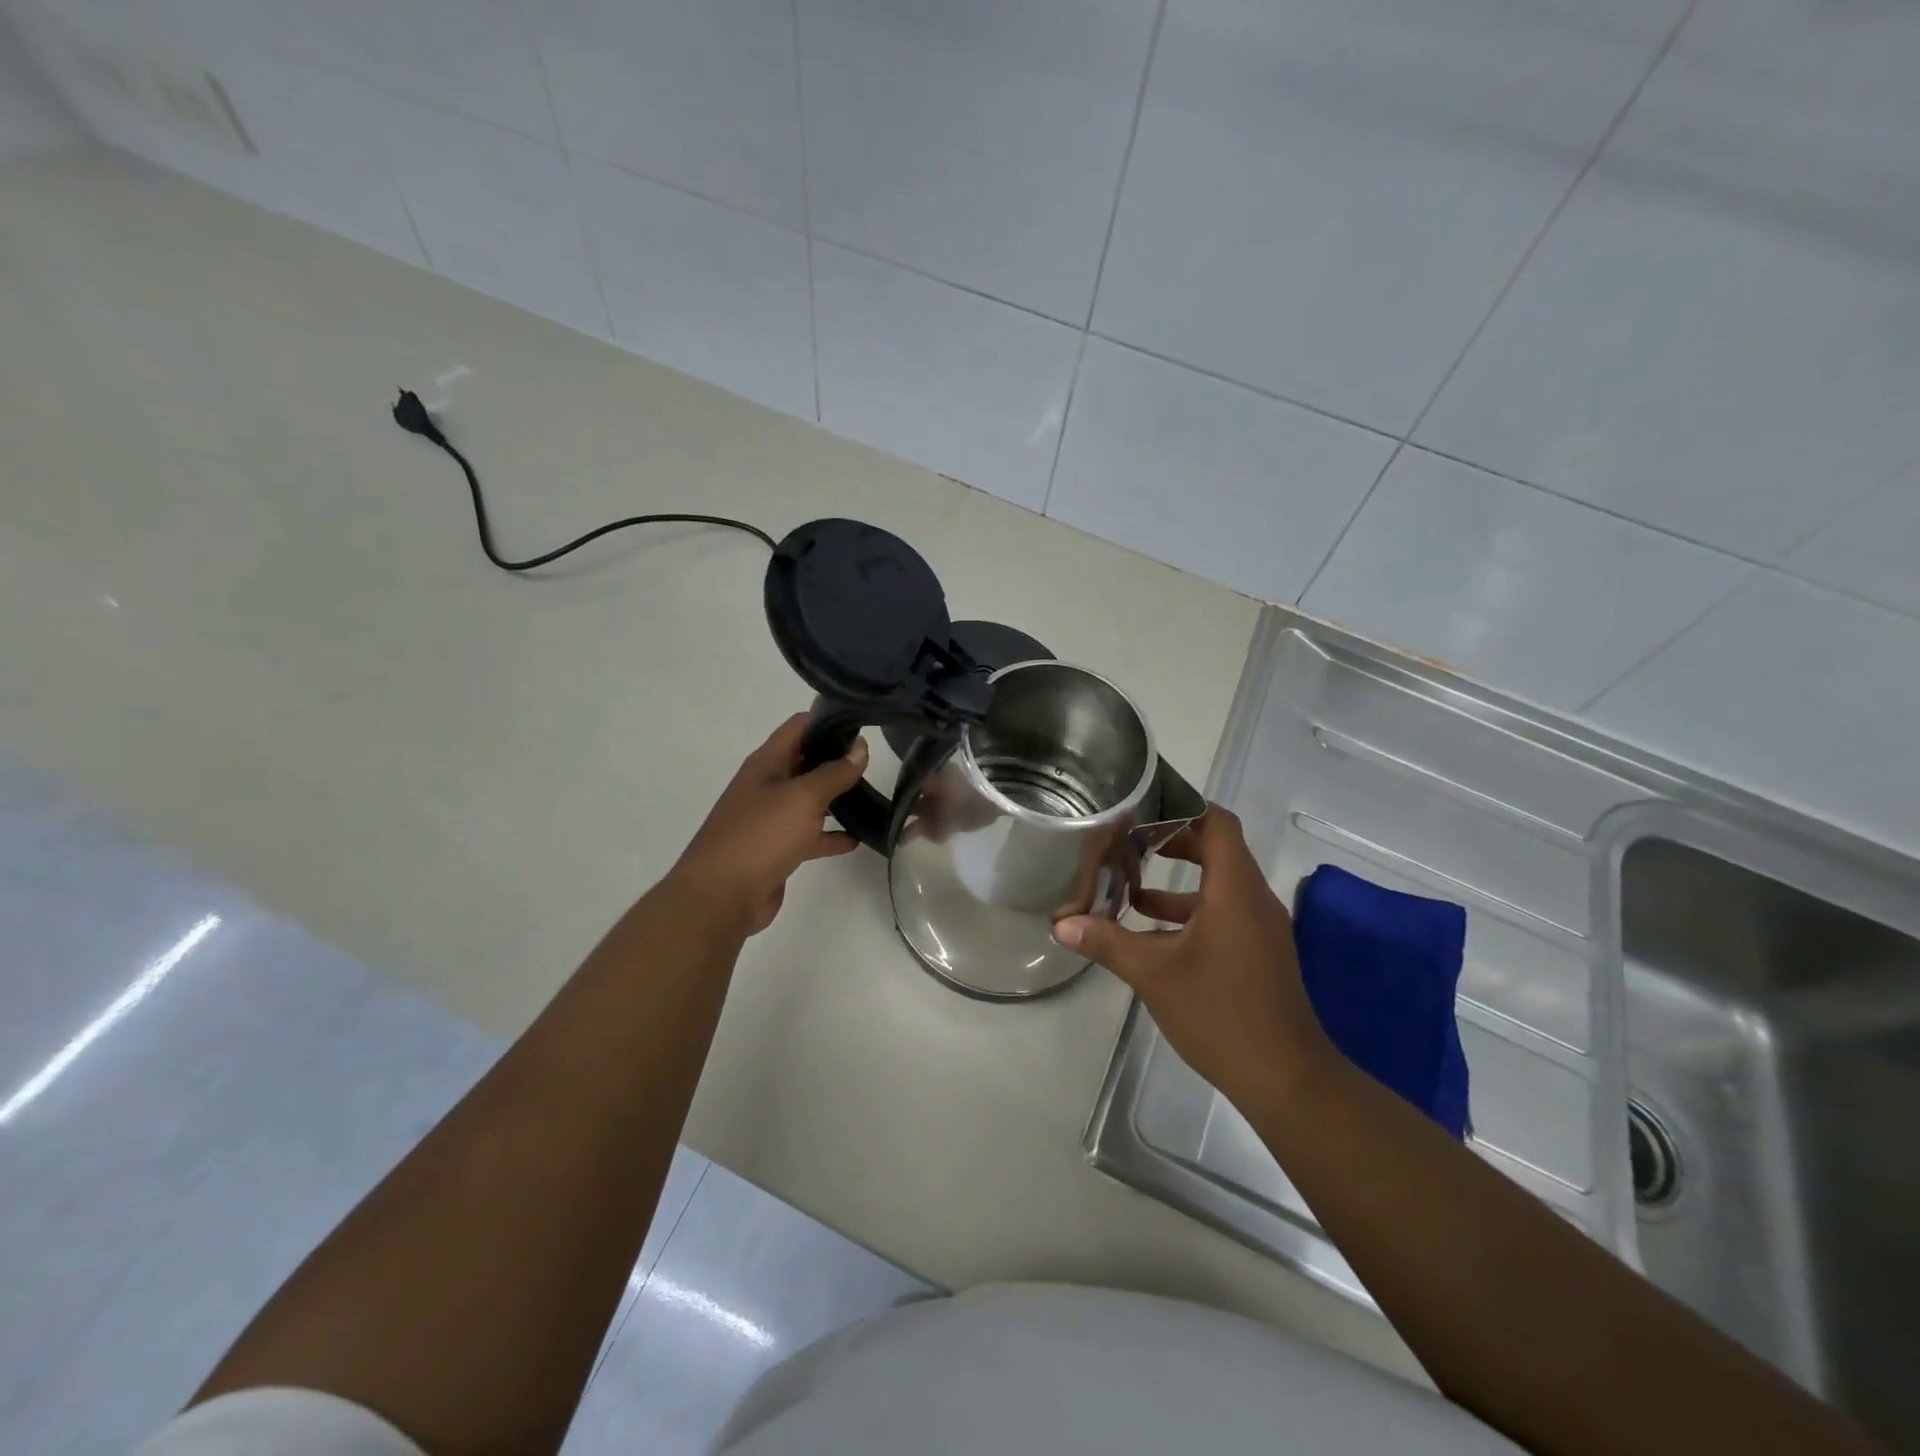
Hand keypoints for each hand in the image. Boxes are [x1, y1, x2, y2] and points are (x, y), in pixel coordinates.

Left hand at [669, 715, 867, 935]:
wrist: (721, 896)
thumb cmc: (761, 835)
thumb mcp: (804, 797)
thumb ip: (835, 772)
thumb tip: (861, 746)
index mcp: (767, 763)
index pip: (800, 726)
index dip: (831, 721)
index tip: (865, 724)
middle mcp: (767, 785)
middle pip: (807, 761)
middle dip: (838, 759)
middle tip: (876, 762)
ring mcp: (771, 818)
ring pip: (810, 800)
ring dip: (838, 798)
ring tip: (875, 797)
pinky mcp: (777, 849)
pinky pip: (810, 835)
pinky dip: (831, 834)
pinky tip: (858, 838)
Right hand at [1054, 806, 1331, 1114]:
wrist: (1285, 1078)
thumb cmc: (1220, 1013)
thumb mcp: (1154, 974)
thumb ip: (1107, 943)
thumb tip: (1062, 924)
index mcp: (1235, 890)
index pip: (1218, 823)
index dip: (1184, 807)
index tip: (1145, 805)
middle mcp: (1252, 899)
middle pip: (1216, 848)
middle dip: (1172, 840)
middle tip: (1128, 839)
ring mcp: (1258, 927)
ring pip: (1217, 884)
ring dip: (1177, 879)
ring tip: (1128, 881)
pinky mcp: (1256, 952)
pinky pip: (1222, 913)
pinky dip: (1188, 911)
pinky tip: (1149, 929)